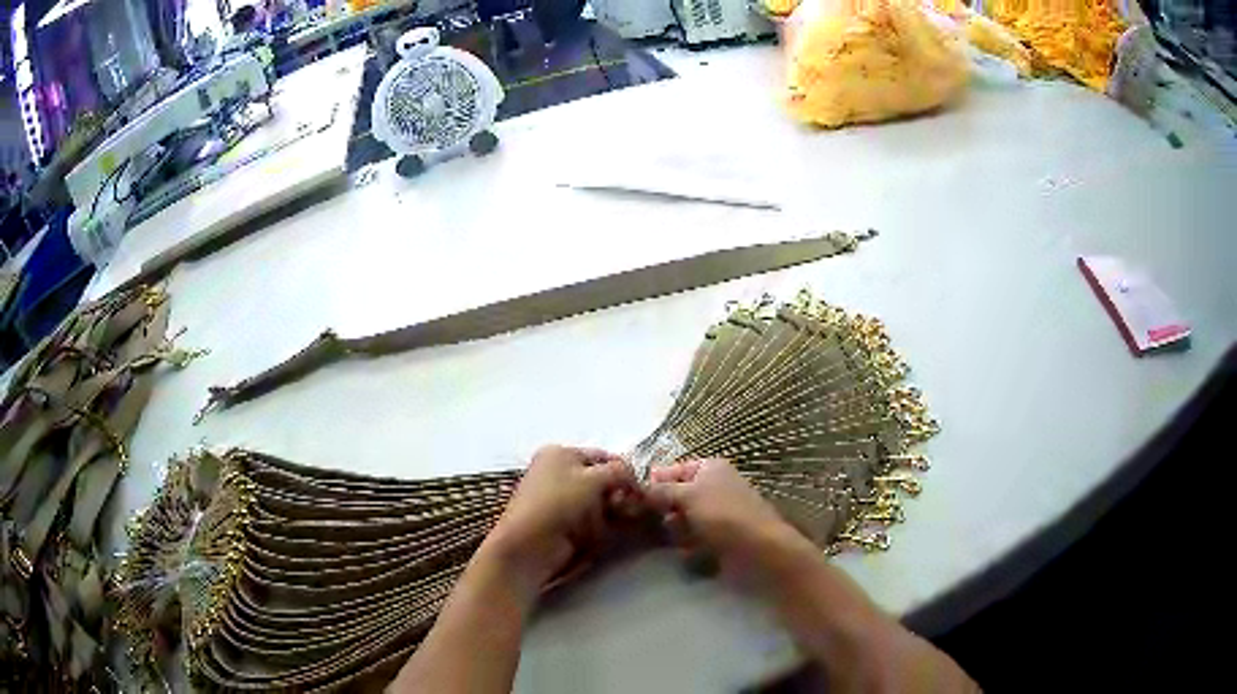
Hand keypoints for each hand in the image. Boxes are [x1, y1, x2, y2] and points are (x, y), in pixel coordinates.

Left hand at [481, 445, 636, 594]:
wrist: (530, 544)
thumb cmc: (558, 502)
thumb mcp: (593, 478)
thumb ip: (619, 472)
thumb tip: (634, 478)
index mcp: (560, 453)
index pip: (602, 456)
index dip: (623, 470)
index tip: (642, 487)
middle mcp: (559, 472)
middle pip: (602, 479)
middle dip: (620, 491)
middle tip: (636, 505)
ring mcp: (561, 500)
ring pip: (600, 500)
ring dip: (616, 509)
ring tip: (628, 518)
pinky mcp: (564, 523)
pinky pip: (593, 518)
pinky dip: (606, 522)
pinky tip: (616, 529)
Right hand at [646, 458, 811, 586]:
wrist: (758, 549)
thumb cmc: (723, 515)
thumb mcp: (688, 495)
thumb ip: (661, 490)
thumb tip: (640, 487)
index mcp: (710, 468)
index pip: (673, 469)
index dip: (655, 482)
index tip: (636, 498)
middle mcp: (715, 486)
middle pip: (678, 495)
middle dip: (665, 509)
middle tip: (650, 521)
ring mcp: (719, 512)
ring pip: (684, 518)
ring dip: (676, 529)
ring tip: (673, 539)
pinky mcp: (721, 535)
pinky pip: (695, 536)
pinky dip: (689, 543)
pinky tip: (689, 552)